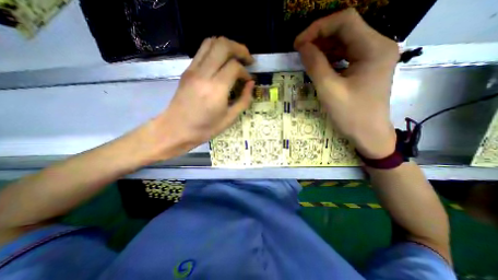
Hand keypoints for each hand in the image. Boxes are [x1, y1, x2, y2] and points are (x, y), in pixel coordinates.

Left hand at [152, 37, 254, 155]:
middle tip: (248, 59)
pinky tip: (222, 63)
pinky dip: (215, 51)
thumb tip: (251, 84)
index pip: (235, 67)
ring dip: (227, 46)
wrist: (176, 129)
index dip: (246, 72)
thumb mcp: (229, 119)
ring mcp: (193, 70)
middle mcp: (204, 74)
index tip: (248, 81)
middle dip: (239, 49)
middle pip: (223, 45)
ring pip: (211, 42)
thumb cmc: (205, 128)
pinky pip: (202, 51)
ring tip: (236, 57)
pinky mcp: (187, 71)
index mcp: (216, 89)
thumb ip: (244, 100)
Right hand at [295, 9, 398, 157]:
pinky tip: (317, 65)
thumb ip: (315, 65)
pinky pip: (344, 54)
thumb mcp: (329, 90)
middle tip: (299, 51)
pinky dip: (329, 57)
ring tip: (305, 58)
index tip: (298, 43)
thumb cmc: (351, 115)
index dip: (318, 28)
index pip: (345, 21)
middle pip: (345, 29)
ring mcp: (372, 56)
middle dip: (319, 37)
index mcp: (374, 48)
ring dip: (322, 47)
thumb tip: (302, 47)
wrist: (368, 133)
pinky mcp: (365, 66)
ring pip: (343, 42)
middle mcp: (377, 46)